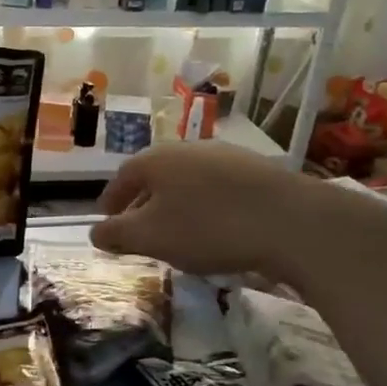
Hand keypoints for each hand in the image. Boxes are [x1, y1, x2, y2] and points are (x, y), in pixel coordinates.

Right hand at [89, 142, 339, 278]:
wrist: (291, 221)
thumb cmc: (207, 227)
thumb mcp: (150, 237)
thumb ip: (117, 234)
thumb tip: (95, 232)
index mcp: (155, 160)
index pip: (122, 178)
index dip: (111, 200)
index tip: (106, 219)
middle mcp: (187, 148)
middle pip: (155, 176)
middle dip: (143, 201)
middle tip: (138, 228)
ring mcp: (224, 155)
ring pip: (187, 180)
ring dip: (176, 203)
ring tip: (177, 229)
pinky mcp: (256, 169)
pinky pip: (216, 187)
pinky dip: (206, 204)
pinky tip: (215, 225)